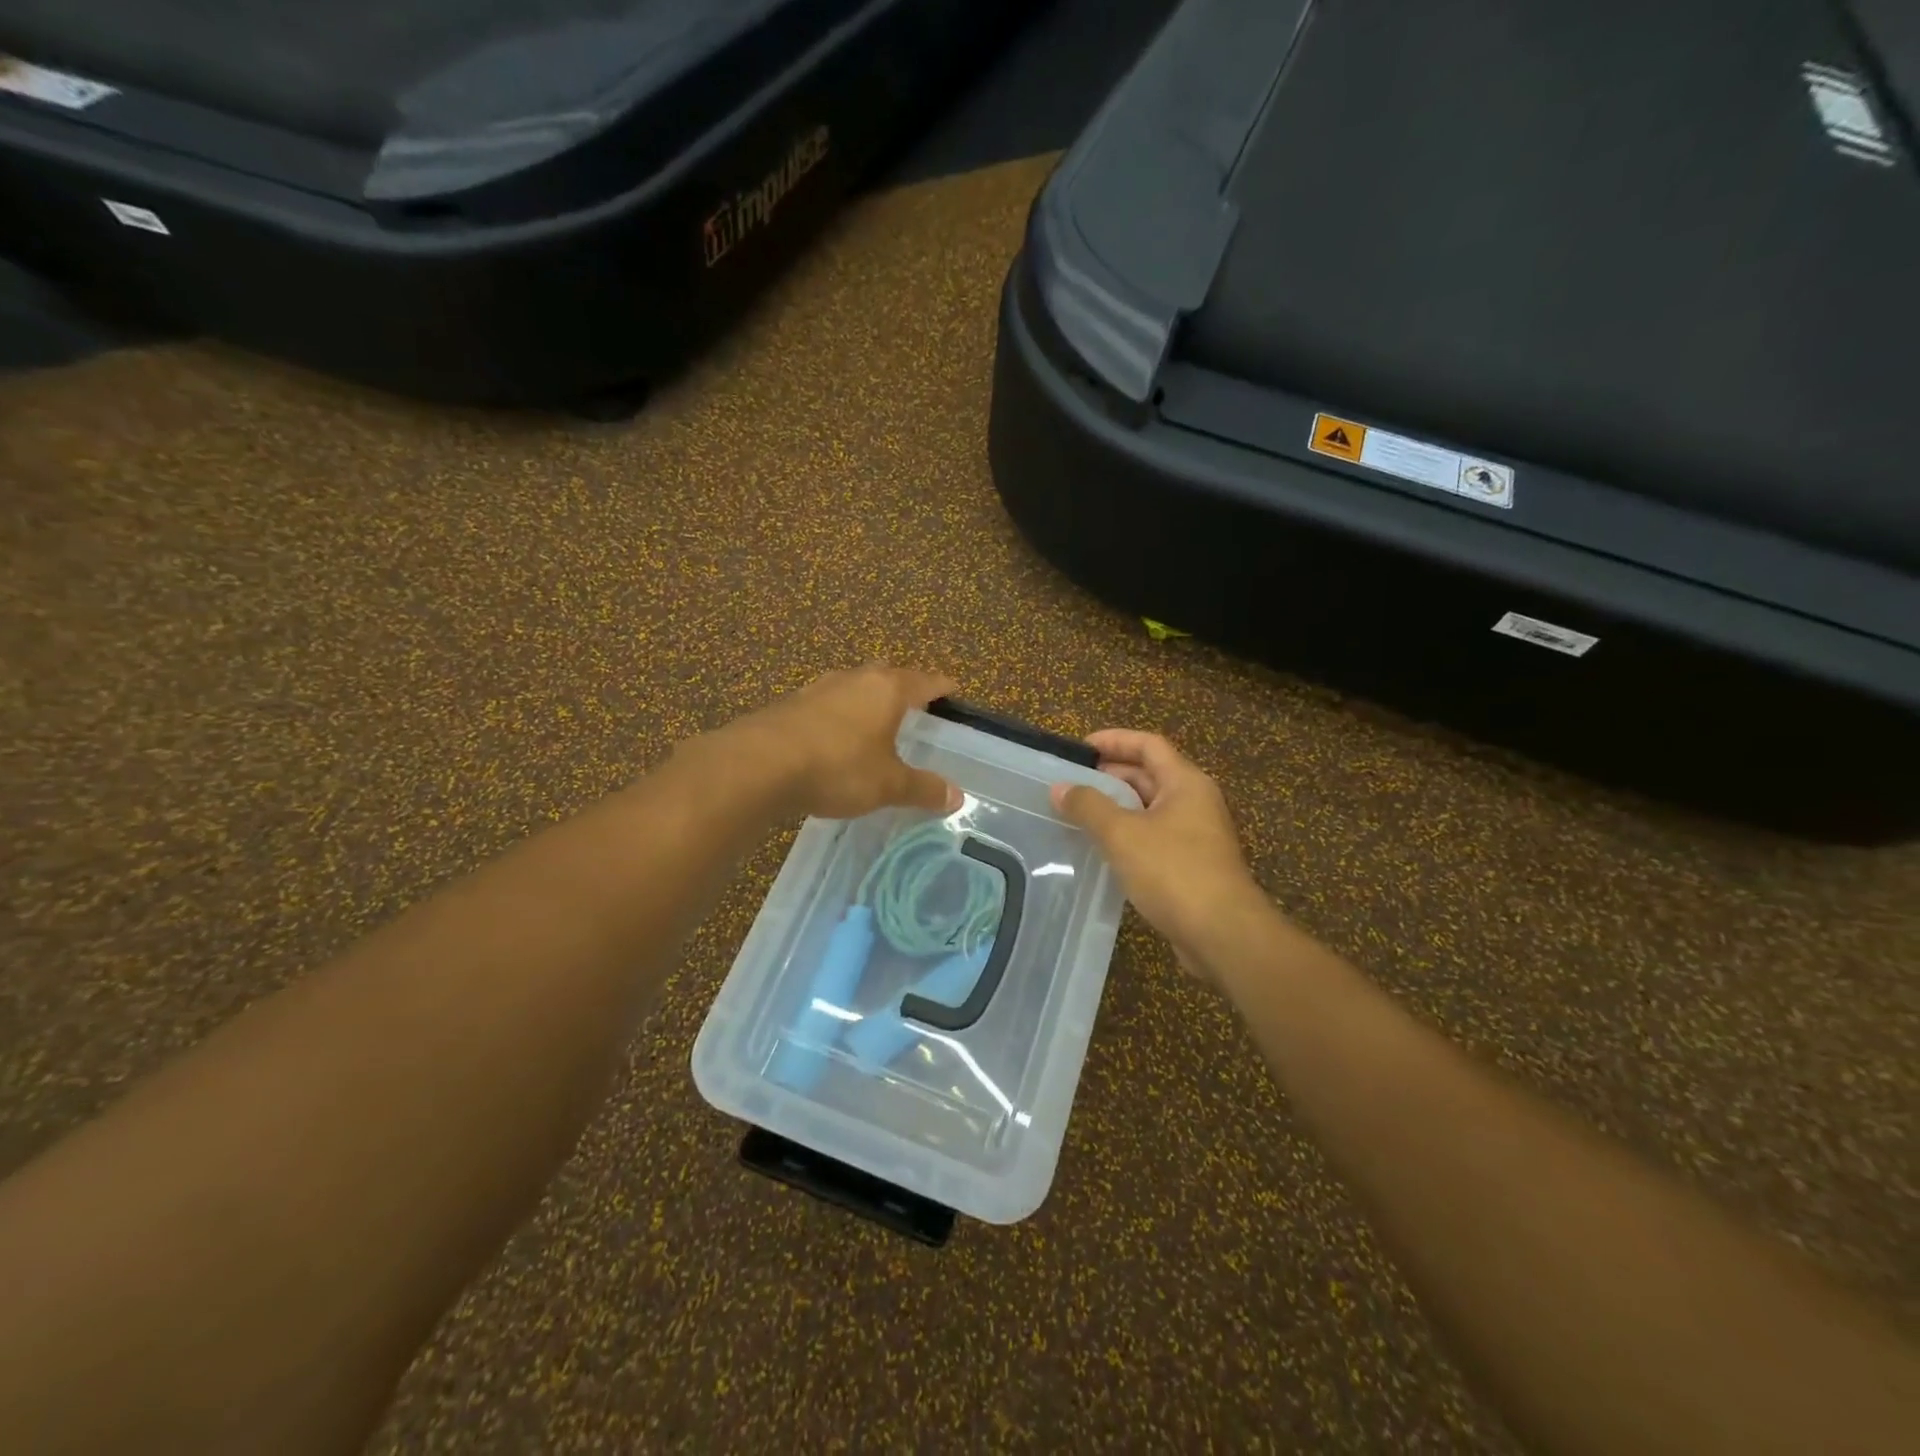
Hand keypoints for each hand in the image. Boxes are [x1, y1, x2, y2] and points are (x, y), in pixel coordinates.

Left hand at [734, 665, 961, 819]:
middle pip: (887, 675)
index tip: (953, 688)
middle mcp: (854, 679)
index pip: (925, 680)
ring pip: (852, 686)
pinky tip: (833, 739)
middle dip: (902, 687)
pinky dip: (838, 716)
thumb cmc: (838, 767)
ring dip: (866, 700)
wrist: (759, 765)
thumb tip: (957, 796)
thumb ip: (923, 788)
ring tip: (874, 722)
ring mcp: (818, 688)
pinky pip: (825, 704)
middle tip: (915, 707)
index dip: (942, 685)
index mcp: (886, 689)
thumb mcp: (888, 785)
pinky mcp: (789, 704)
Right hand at [1051, 730, 1265, 975]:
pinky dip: (1127, 835)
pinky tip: (1101, 849)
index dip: (1114, 740)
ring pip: (1150, 809)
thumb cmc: (1173, 871)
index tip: (1079, 748)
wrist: (1222, 934)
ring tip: (1078, 814)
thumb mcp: (1122, 834)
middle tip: (1072, 783)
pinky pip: (1153, 837)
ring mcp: (1196, 835)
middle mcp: (1195, 802)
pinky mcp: (1191, 866)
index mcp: (1185, 783)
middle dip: (1111, 775)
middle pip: (1150, 774)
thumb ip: (1088, 806)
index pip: (1149, 745)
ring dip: (1116, 807)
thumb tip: (1060, 787)